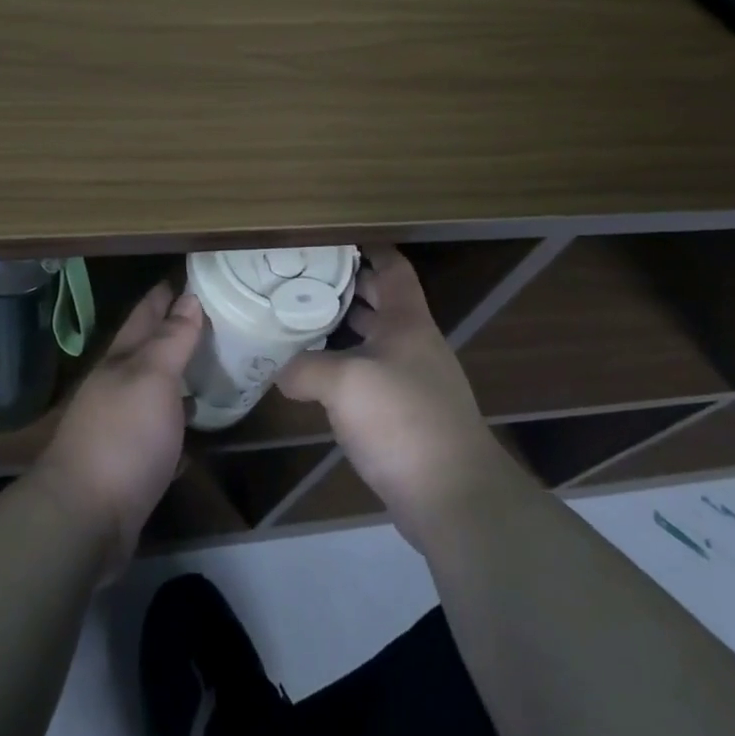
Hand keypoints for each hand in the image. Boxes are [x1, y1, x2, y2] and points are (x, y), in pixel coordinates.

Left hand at [30, 282, 202, 567]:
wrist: (85, 518)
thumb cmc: (123, 436)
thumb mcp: (151, 378)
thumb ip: (171, 339)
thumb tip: (189, 298)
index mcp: (121, 360)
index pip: (146, 314)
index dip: (167, 293)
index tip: (194, 275)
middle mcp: (117, 387)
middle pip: (149, 350)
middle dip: (177, 331)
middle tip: (217, 317)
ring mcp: (121, 426)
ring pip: (156, 390)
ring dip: (180, 376)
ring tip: (214, 365)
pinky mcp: (131, 463)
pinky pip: (161, 433)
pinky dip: (179, 424)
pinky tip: (199, 428)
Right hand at [277, 246, 508, 548]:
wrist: (454, 497)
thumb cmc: (402, 421)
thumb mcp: (344, 384)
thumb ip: (305, 368)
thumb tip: (281, 371)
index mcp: (408, 323)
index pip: (394, 269)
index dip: (371, 248)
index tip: (337, 238)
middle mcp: (415, 345)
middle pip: (383, 302)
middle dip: (348, 287)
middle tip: (304, 279)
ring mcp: (415, 382)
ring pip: (376, 341)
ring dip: (345, 329)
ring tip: (302, 321)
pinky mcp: (409, 417)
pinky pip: (373, 376)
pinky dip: (348, 367)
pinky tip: (319, 378)